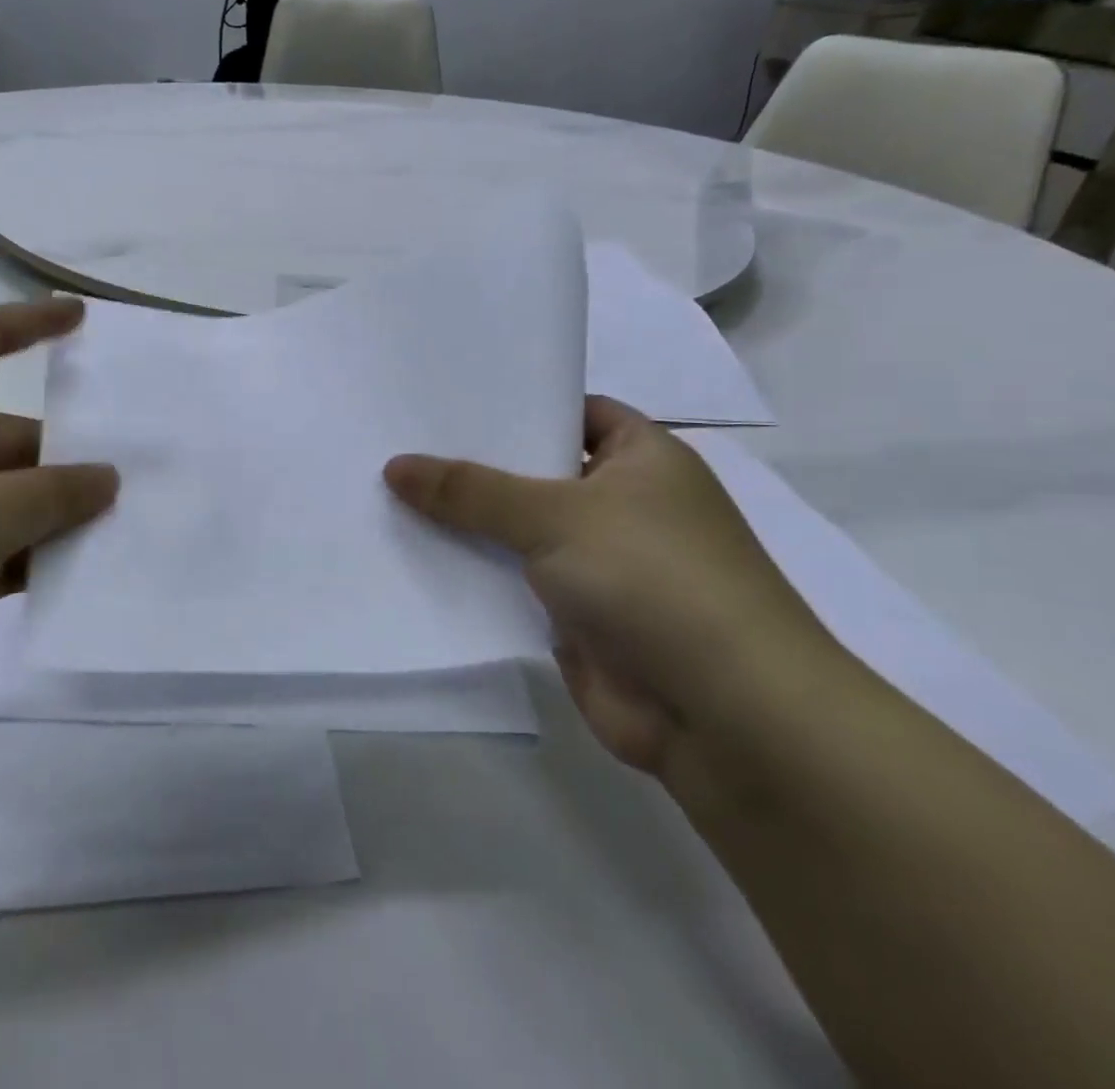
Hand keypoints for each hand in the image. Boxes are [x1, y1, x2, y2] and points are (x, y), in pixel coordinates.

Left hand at [0, 298, 117, 754]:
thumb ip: (52, 493)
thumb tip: (106, 479)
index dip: (27, 322)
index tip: (80, 319)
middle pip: (4, 439)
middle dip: (63, 460)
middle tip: (132, 484)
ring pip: (0, 504)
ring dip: (51, 519)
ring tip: (119, 534)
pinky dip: (27, 563)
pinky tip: (75, 581)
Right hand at [385, 398, 843, 778]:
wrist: (726, 715)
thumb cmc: (653, 579)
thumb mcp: (555, 515)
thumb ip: (471, 491)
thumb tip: (395, 466)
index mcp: (641, 457)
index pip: (570, 409)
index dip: (515, 402)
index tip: (446, 398)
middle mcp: (622, 503)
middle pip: (534, 471)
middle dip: (474, 464)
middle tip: (398, 442)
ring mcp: (599, 562)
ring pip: (518, 530)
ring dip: (467, 523)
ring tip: (388, 493)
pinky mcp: (576, 616)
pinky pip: (512, 582)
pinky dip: (474, 574)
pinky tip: (412, 556)